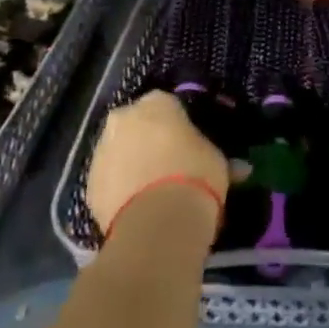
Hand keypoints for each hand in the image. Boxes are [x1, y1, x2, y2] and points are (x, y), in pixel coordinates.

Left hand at [87, 90, 230, 234]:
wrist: (157, 224)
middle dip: (149, 139)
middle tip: (170, 164)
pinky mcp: (88, 184)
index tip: (189, 142)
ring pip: (119, 151)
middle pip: (137, 124)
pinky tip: (138, 206)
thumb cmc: (195, 177)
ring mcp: (101, 151)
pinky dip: (120, 189)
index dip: (179, 123)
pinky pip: (109, 180)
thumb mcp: (218, 162)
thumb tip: (240, 168)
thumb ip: (222, 159)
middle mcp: (123, 118)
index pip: (167, 104)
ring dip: (132, 163)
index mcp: (156, 104)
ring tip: (153, 190)